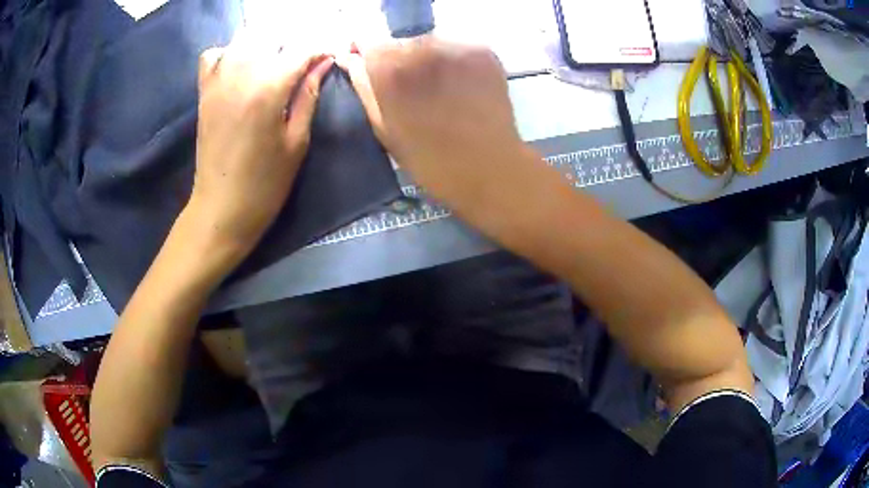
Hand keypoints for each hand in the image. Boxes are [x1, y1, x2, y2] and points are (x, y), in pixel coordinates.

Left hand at [189, 43, 332, 259]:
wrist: (221, 209)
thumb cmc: (265, 184)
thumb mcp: (297, 142)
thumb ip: (308, 96)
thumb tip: (323, 64)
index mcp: (269, 90)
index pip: (300, 50)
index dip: (319, 49)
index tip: (329, 56)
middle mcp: (241, 76)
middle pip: (271, 36)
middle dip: (292, 44)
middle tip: (302, 64)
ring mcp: (217, 82)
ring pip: (243, 39)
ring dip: (263, 44)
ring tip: (273, 62)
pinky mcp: (204, 93)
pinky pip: (211, 56)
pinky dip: (227, 53)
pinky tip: (238, 68)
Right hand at [337, 38, 532, 213]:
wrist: (489, 168)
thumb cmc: (429, 158)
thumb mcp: (384, 127)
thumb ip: (363, 86)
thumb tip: (349, 59)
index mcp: (391, 67)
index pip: (369, 43)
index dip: (368, 55)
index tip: (372, 70)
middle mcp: (422, 46)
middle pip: (402, 42)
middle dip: (401, 60)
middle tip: (413, 92)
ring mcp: (457, 46)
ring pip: (431, 44)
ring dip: (429, 60)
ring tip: (439, 91)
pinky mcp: (483, 51)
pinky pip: (458, 48)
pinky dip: (454, 62)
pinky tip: (460, 87)